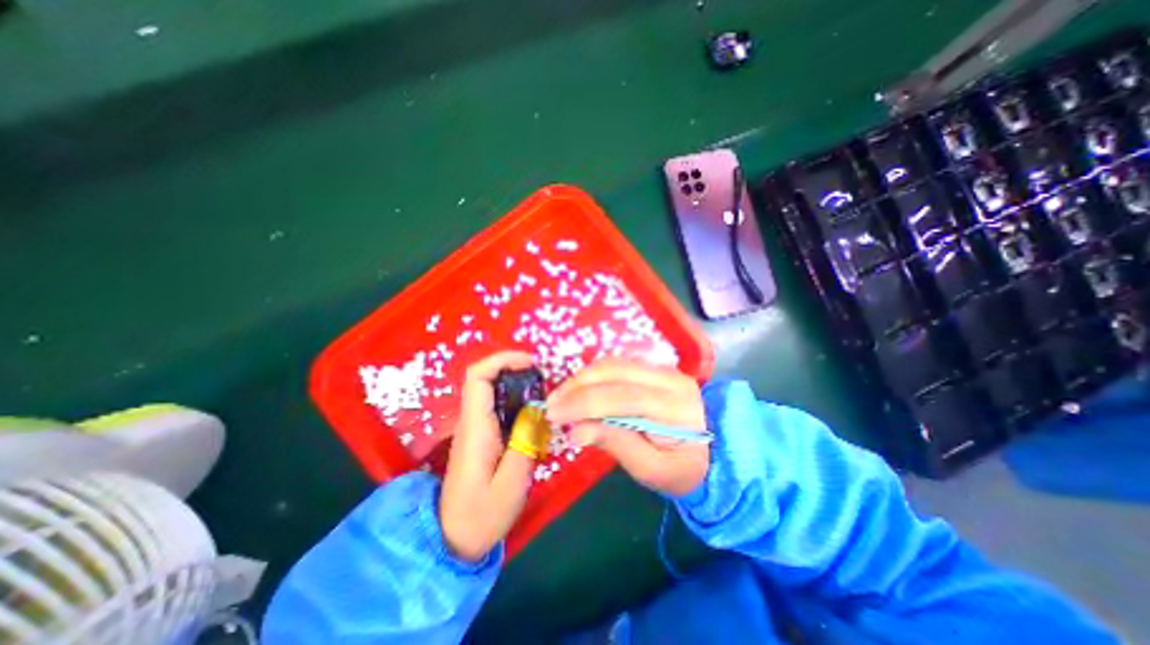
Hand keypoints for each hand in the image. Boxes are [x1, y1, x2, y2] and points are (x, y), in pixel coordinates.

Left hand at [441, 349, 539, 562]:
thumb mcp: (512, 483)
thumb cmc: (482, 515)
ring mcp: (474, 427)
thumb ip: (525, 442)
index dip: (502, 360)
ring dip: (516, 382)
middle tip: (543, 376)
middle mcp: (471, 421)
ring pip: (490, 390)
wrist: (452, 540)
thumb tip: (537, 408)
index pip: (477, 377)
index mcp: (475, 427)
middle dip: (513, 367)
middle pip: (484, 378)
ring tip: (544, 390)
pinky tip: (534, 411)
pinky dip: (516, 398)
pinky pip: (496, 405)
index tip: (530, 362)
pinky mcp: (481, 435)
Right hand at [543, 361, 710, 497]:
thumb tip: (576, 431)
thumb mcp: (652, 471)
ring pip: (614, 363)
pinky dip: (593, 374)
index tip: (554, 415)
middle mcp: (670, 378)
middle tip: (552, 405)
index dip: (584, 403)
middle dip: (577, 386)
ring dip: (582, 377)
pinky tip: (579, 388)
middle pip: (615, 372)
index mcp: (676, 408)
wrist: (714, 449)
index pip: (623, 397)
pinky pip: (617, 363)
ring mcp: (663, 369)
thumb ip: (617, 445)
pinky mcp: (654, 367)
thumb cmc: (683, 468)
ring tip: (561, 397)